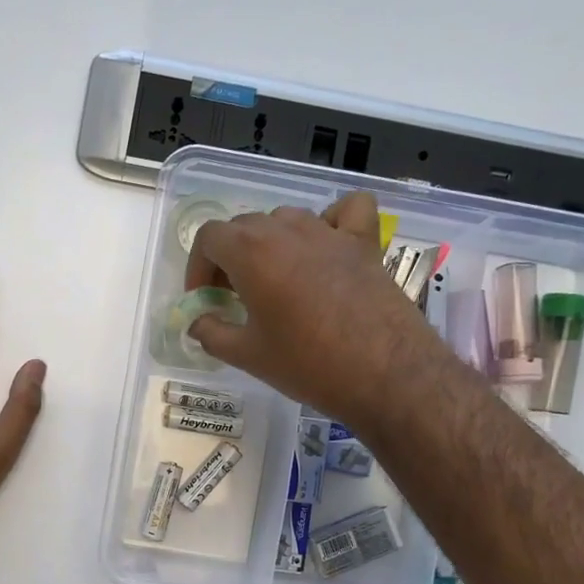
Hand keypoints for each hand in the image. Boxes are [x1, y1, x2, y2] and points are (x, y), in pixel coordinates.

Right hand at [184, 191, 433, 427]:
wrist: (384, 373)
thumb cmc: (308, 364)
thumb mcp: (247, 355)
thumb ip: (212, 333)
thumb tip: (198, 323)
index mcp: (251, 252)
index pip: (209, 238)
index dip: (198, 267)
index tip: (205, 299)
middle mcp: (287, 230)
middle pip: (244, 226)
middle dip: (229, 258)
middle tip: (233, 297)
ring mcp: (329, 231)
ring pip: (286, 218)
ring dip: (270, 242)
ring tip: (274, 279)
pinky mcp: (364, 242)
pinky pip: (346, 210)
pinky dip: (331, 220)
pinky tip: (325, 246)